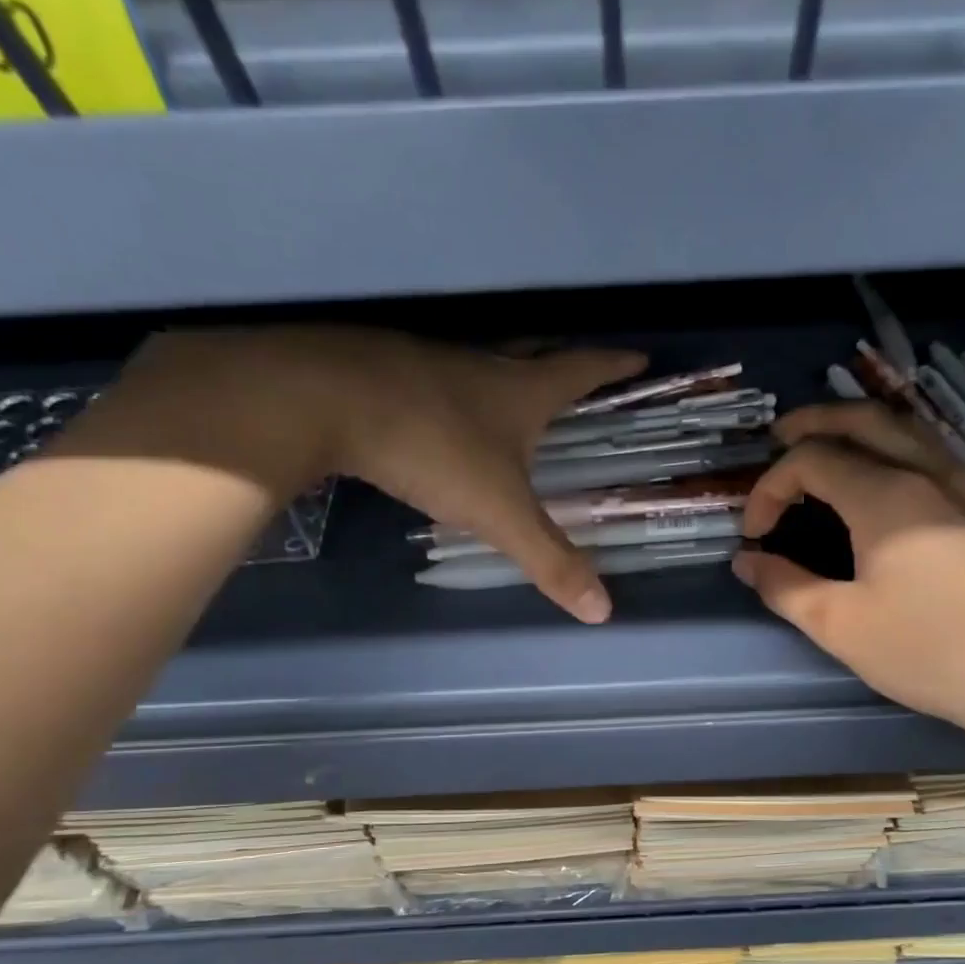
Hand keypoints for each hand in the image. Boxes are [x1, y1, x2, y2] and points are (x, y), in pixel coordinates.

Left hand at [110, 328, 646, 622]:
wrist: (324, 400)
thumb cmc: (432, 449)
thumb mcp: (500, 514)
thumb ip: (550, 560)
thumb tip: (603, 611)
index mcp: (522, 390)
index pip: (582, 370)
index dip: (614, 365)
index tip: (640, 357)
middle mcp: (482, 365)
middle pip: (536, 352)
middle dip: (564, 360)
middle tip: (583, 367)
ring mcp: (431, 362)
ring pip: (484, 362)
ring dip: (508, 371)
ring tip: (519, 393)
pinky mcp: (386, 371)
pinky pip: (438, 376)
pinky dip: (457, 389)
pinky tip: (446, 412)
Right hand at [733, 402, 964, 753]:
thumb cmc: (932, 651)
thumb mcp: (842, 626)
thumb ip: (787, 587)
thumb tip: (748, 561)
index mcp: (885, 496)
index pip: (812, 460)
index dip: (770, 488)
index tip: (753, 535)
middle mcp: (928, 475)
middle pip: (865, 420)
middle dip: (816, 421)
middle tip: (779, 436)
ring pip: (907, 431)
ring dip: (860, 428)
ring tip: (830, 447)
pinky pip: (932, 457)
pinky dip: (895, 449)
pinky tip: (887, 482)